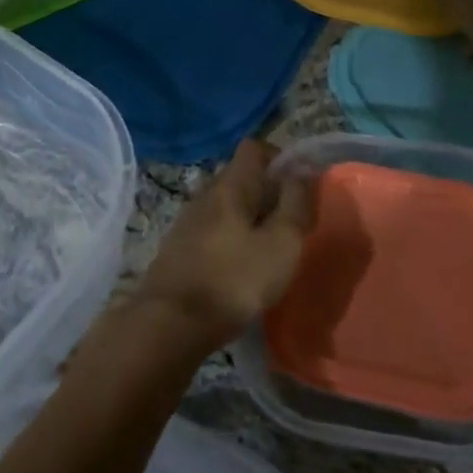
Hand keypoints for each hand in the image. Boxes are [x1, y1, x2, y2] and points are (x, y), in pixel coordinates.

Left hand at [135, 139, 312, 352]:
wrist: (170, 325)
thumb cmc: (234, 280)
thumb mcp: (281, 243)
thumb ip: (295, 204)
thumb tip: (302, 172)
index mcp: (230, 185)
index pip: (254, 148)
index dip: (280, 158)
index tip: (299, 186)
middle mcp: (205, 194)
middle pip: (241, 177)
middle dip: (268, 193)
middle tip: (290, 223)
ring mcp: (188, 222)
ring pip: (226, 206)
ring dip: (250, 219)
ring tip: (269, 249)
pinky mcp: (179, 249)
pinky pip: (213, 231)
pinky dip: (232, 240)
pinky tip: (241, 269)